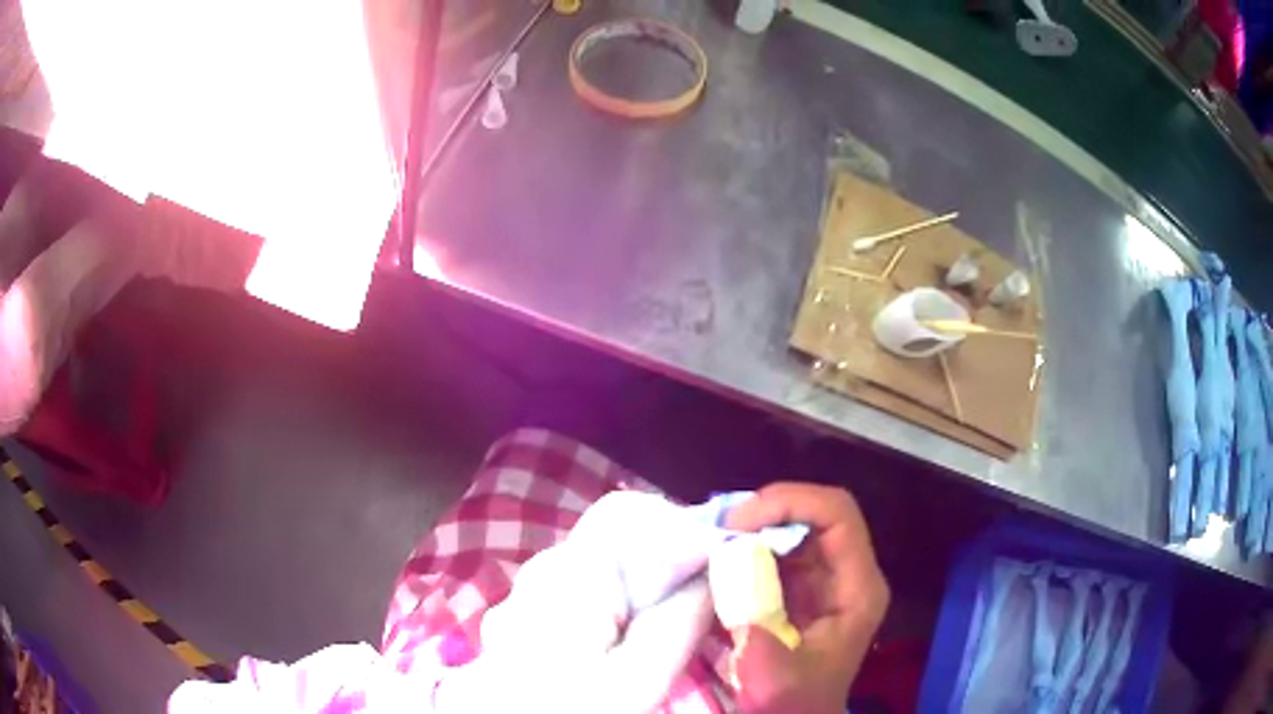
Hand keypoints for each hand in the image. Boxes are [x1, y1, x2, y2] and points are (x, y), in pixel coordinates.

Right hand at [725, 482, 888, 713]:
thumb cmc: (795, 704)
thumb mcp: (776, 681)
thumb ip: (756, 633)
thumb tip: (728, 573)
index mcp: (857, 588)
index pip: (837, 515)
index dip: (790, 503)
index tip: (738, 523)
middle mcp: (846, 574)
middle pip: (814, 514)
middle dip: (764, 513)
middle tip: (716, 531)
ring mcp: (823, 580)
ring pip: (792, 528)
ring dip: (751, 530)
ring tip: (711, 544)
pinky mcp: (799, 589)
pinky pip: (775, 551)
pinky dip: (745, 549)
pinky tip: (717, 562)